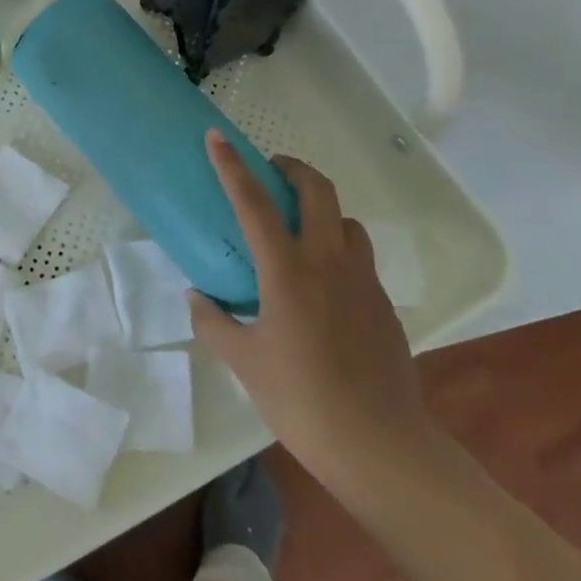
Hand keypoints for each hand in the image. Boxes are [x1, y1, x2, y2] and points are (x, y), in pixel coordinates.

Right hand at [191, 131, 438, 481]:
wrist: (379, 444)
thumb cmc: (302, 400)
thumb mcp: (245, 363)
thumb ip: (214, 323)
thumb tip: (197, 297)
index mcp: (288, 271)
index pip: (254, 202)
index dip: (232, 165)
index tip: (217, 137)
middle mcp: (329, 261)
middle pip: (318, 189)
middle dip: (293, 169)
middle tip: (271, 172)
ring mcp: (362, 279)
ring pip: (346, 220)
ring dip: (322, 209)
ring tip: (300, 230)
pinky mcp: (383, 302)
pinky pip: (359, 257)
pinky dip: (338, 249)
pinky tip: (323, 286)